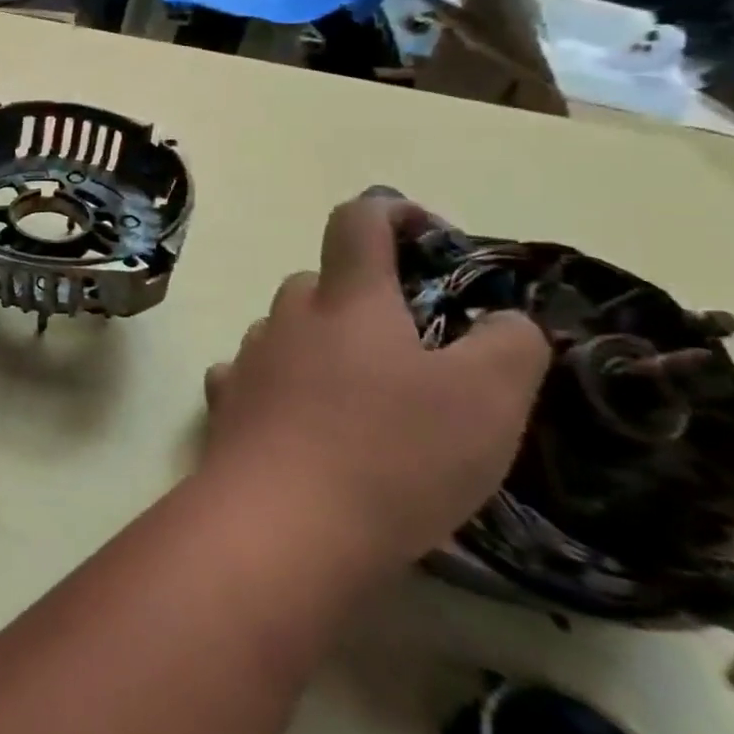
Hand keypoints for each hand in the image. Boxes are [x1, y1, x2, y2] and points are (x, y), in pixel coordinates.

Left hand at [202, 194, 550, 568]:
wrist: (281, 522)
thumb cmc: (392, 453)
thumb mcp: (488, 401)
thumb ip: (510, 345)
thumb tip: (504, 319)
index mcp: (347, 300)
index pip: (357, 221)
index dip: (391, 211)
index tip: (426, 233)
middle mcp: (287, 316)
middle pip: (321, 283)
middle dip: (364, 300)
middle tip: (412, 351)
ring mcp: (249, 358)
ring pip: (288, 331)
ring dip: (322, 347)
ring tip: (364, 401)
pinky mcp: (224, 403)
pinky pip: (255, 377)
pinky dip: (283, 389)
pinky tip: (305, 426)